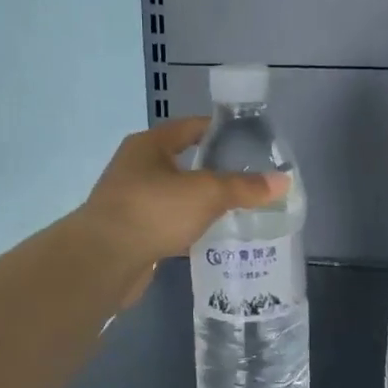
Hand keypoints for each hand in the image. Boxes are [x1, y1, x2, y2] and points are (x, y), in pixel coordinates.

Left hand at [80, 118, 285, 304]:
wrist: (103, 260)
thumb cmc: (154, 210)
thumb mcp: (207, 193)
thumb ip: (244, 188)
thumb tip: (284, 181)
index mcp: (149, 145)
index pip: (190, 127)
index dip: (219, 130)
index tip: (248, 140)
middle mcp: (136, 168)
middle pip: (182, 162)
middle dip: (212, 170)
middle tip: (247, 180)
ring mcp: (130, 201)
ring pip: (174, 196)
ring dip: (199, 203)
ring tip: (234, 210)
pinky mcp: (131, 232)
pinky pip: (167, 224)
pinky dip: (187, 228)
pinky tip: (209, 239)